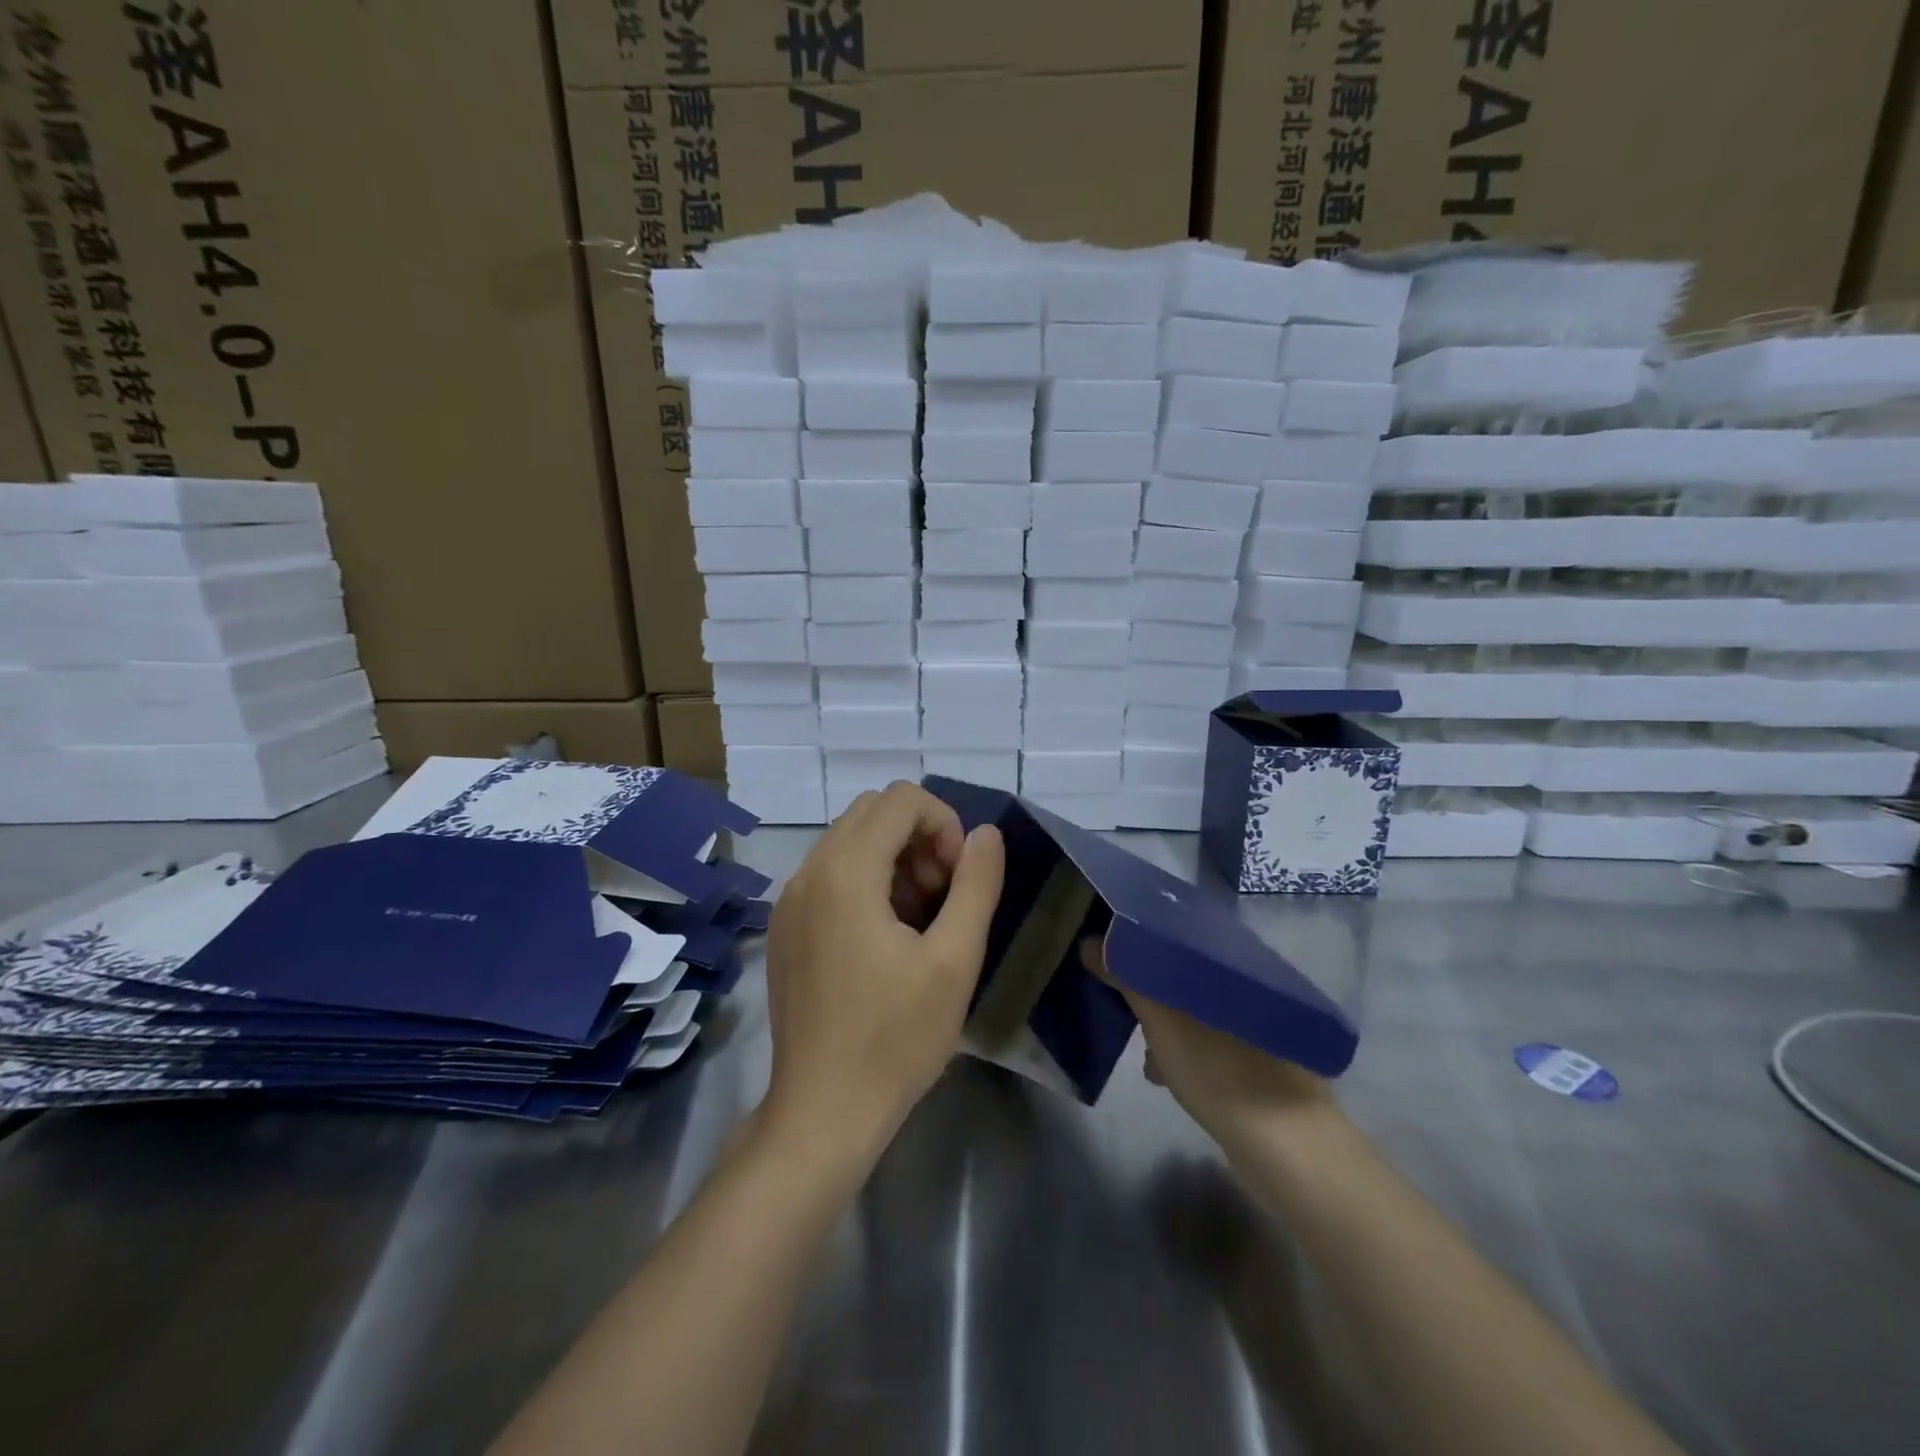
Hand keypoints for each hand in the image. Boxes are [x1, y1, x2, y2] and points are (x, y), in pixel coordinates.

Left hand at [761, 782, 1004, 1173]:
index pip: (902, 799)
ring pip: (850, 841)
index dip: (944, 824)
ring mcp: (789, 901)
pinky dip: (866, 882)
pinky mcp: (784, 928)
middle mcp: (808, 872)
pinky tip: (886, 938)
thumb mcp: (954, 960)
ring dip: (895, 859)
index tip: (959, 879)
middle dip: (919, 838)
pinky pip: (830, 874)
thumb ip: (976, 885)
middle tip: (944, 896)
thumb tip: (986, 834)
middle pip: (873, 813)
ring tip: (920, 920)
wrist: (822, 1112)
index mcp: (845, 872)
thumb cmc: (895, 1038)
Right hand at [1080, 938, 1339, 1148]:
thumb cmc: (1219, 1070)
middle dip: (1155, 992)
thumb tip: (1090, 942)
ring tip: (1145, 1054)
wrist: (1287, 1148)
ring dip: (1170, 1027)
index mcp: (1235, 966)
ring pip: (1202, 1012)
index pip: (1185, 939)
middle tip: (1127, 1008)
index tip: (1119, 956)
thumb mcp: (1162, 1021)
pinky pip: (1216, 1044)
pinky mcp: (1267, 1065)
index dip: (1149, 945)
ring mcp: (1264, 1030)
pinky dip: (1189, 1052)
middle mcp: (1254, 989)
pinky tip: (1168, 1076)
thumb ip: (1127, 979)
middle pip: (1191, 977)